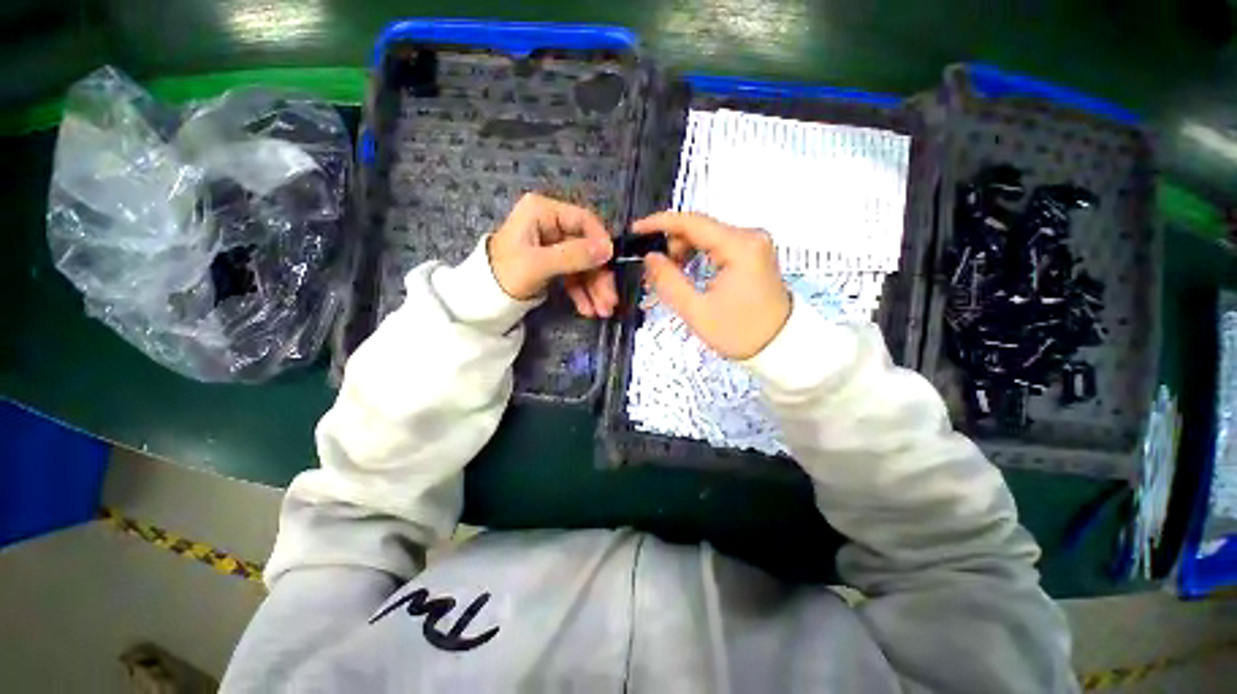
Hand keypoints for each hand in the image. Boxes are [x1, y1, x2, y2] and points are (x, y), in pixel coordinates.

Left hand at [488, 193, 617, 316]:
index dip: (601, 242)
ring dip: (594, 288)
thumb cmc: (505, 274)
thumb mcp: (539, 264)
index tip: (612, 265)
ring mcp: (553, 244)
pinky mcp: (553, 263)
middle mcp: (551, 224)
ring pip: (583, 264)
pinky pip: (574, 275)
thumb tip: (608, 250)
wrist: (483, 298)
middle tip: (609, 301)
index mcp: (543, 211)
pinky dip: (582, 292)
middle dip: (599, 276)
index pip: (584, 220)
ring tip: (602, 311)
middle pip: (586, 247)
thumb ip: (573, 255)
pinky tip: (588, 309)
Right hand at [635, 212, 790, 359]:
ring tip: (669, 276)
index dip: (659, 223)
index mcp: (739, 246)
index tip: (635, 230)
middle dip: (671, 244)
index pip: (692, 222)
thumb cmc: (739, 332)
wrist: (780, 347)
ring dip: (683, 251)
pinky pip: (718, 246)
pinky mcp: (753, 254)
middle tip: (653, 270)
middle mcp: (749, 236)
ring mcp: (754, 244)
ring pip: (707, 236)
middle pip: (700, 228)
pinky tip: (686, 272)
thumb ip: (669, 281)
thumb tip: (649, 257)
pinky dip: (698, 256)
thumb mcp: (697, 311)